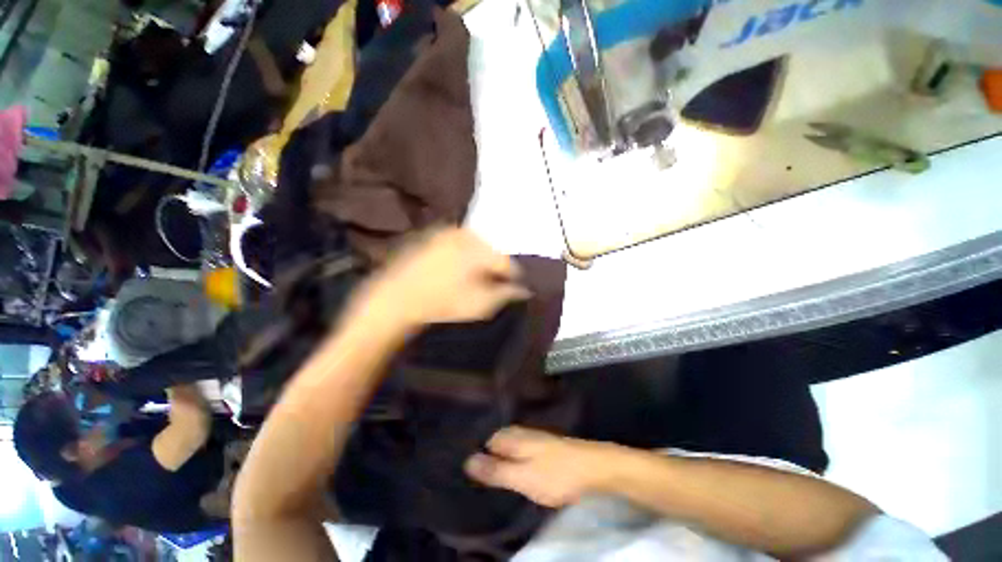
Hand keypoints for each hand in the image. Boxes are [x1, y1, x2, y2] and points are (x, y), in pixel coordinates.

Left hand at [351, 227, 530, 331]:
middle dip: (493, 267)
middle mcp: (465, 233)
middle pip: (491, 250)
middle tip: (490, 284)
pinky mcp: (430, 237)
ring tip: (472, 278)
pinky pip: (455, 243)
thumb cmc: (443, 304)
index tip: (511, 289)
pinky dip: (460, 255)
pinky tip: (454, 270)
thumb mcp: (480, 304)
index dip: (513, 277)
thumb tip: (524, 289)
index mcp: (481, 248)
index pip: (508, 262)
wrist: (395, 300)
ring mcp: (446, 233)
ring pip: (473, 245)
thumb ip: (506, 294)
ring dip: (478, 260)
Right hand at [465, 426, 620, 507]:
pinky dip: (520, 458)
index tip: (474, 472)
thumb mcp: (522, 476)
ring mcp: (538, 438)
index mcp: (515, 436)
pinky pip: (526, 449)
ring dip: (506, 456)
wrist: (594, 469)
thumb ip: (496, 470)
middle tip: (486, 476)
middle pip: (502, 439)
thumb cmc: (556, 474)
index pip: (490, 438)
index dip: (481, 452)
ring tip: (500, 475)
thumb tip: (468, 461)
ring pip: (515, 443)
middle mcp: (525, 432)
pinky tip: (522, 470)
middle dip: (493, 454)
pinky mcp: (549, 448)